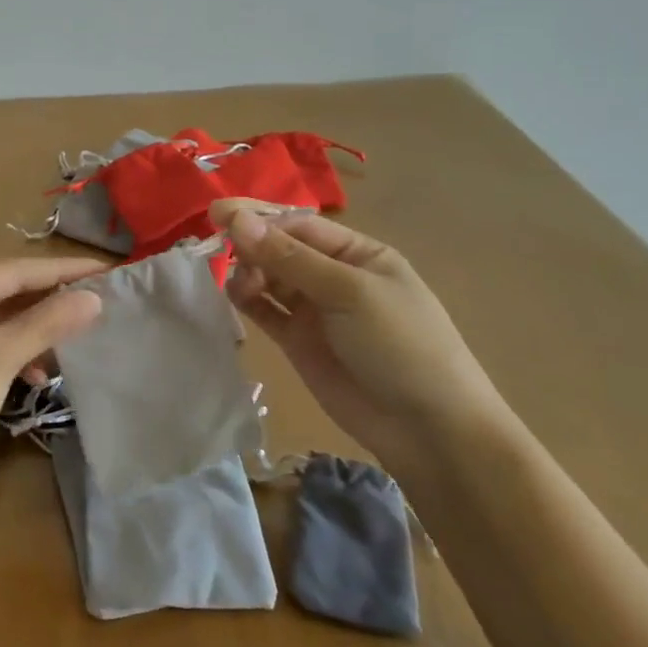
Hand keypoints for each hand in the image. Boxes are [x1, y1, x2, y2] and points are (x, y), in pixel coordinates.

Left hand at [0, 256, 105, 500]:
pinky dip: (7, 351)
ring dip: (28, 330)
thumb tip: (94, 298)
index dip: (58, 270)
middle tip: (93, 299)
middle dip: (45, 300)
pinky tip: (35, 373)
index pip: (8, 270)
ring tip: (70, 339)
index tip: (101, 270)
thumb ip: (46, 324)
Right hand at [213, 200, 511, 474]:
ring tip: (240, 285)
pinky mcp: (298, 342)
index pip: (299, 225)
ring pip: (269, 278)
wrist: (428, 430)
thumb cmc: (400, 344)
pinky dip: (247, 300)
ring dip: (248, 273)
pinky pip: (265, 311)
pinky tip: (234, 296)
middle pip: (280, 249)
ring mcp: (315, 310)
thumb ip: (289, 257)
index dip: (260, 219)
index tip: (219, 216)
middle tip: (221, 252)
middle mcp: (333, 276)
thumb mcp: (349, 292)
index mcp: (357, 253)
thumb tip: (236, 219)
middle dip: (251, 246)